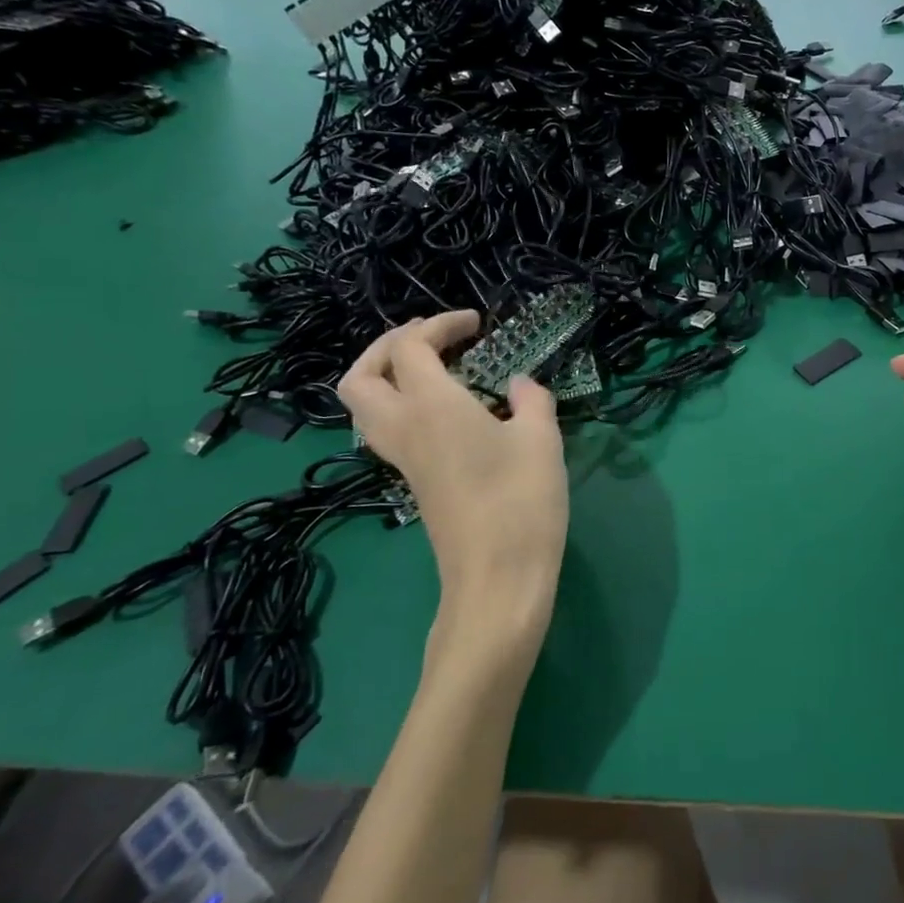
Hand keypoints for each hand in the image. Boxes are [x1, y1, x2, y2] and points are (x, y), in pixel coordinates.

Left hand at [338, 311, 567, 662]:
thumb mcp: (542, 439)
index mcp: (432, 407)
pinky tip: (449, 413)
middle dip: (389, 346)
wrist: (497, 578)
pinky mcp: (413, 483)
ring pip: (364, 407)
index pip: (410, 347)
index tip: (476, 323)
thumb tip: (519, 385)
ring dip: (387, 377)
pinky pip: (387, 429)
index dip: (438, 325)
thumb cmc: (521, 501)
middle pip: (361, 375)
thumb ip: (531, 400)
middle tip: (433, 341)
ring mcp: (403, 460)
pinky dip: (403, 406)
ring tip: (434, 372)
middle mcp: (404, 428)